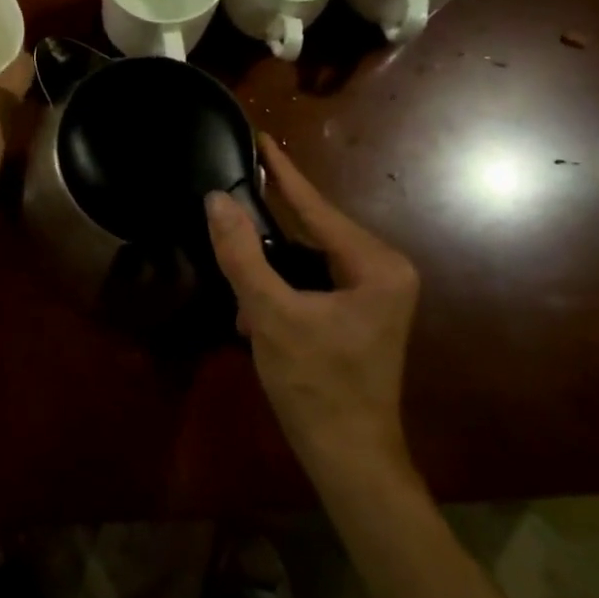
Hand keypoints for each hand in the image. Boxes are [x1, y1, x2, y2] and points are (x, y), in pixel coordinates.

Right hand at [204, 137, 419, 486]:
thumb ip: (241, 254)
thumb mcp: (271, 315)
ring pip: (306, 260)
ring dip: (268, 273)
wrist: (349, 461)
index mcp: (375, 265)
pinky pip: (311, 283)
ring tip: (239, 288)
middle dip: (267, 236)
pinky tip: (252, 315)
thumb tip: (215, 200)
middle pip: (311, 233)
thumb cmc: (316, 386)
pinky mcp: (359, 314)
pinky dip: (280, 292)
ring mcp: (373, 294)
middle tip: (230, 207)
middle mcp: (382, 270)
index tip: (260, 136)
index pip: (317, 207)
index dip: (283, 172)